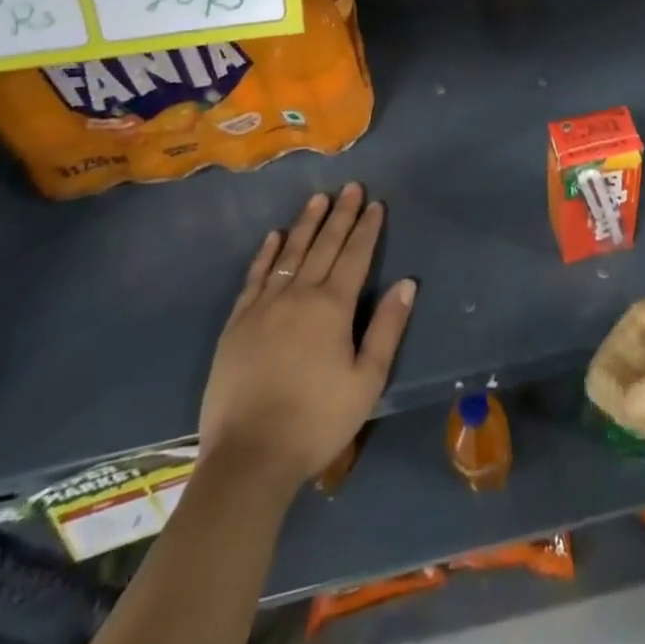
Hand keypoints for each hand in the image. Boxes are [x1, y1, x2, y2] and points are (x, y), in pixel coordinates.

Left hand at [197, 184, 416, 489]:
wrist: (249, 457)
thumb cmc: (317, 421)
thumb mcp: (367, 380)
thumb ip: (387, 328)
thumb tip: (407, 282)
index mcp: (333, 307)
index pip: (356, 256)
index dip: (367, 228)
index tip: (376, 203)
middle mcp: (299, 295)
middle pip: (324, 245)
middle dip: (341, 215)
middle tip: (351, 187)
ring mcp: (264, 306)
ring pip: (289, 253)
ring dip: (306, 224)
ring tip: (318, 198)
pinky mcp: (237, 323)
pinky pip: (255, 277)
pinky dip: (266, 253)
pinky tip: (274, 237)